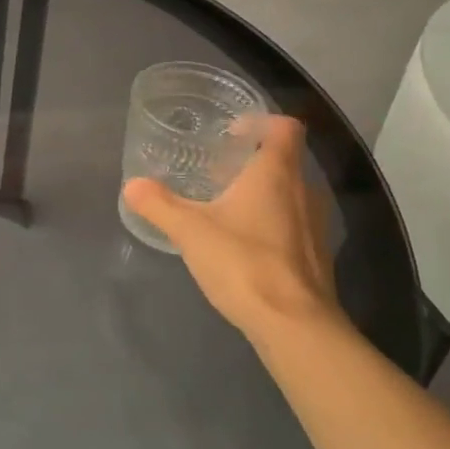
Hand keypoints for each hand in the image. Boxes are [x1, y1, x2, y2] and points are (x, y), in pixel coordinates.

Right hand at [122, 116, 340, 341]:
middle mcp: (304, 191)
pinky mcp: (317, 258)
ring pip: (292, 194)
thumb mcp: (190, 231)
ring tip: (227, 205)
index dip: (262, 121)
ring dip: (264, 193)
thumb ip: (159, 205)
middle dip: (253, 160)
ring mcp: (316, 226)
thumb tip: (132, 185)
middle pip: (286, 160)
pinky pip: (295, 225)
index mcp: (277, 173)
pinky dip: (273, 224)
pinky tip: (244, 244)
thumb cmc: (244, 263)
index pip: (285, 127)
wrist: (295, 327)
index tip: (232, 131)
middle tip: (219, 169)